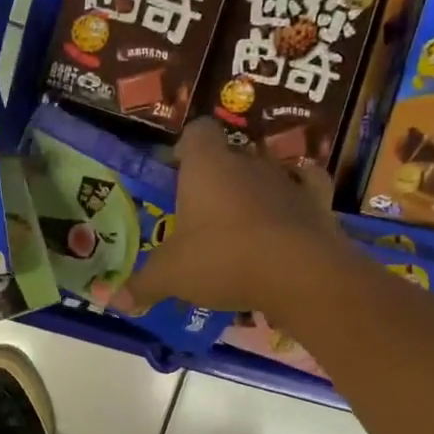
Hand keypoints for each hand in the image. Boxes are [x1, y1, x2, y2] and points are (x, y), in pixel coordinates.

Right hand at [115, 119, 352, 321]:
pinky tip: (289, 212)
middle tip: (201, 215)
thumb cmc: (223, 260)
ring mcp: (286, 180)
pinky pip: (306, 187)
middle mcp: (247, 162)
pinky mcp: (317, 202)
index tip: (177, 173)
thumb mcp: (171, 276)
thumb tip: (115, 301)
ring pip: (265, 172)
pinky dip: (297, 196)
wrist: (298, 274)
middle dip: (216, 179)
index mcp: (207, 166)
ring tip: (240, 226)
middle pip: (229, 155)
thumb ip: (143, 285)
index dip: (186, 148)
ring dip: (253, 192)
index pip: (197, 132)